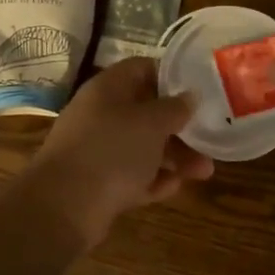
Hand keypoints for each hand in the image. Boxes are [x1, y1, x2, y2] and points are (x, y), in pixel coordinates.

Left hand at [28, 57, 213, 245]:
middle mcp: (101, 114)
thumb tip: (191, 95)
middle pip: (147, 112)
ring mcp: (98, 150)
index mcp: (109, 88)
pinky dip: (154, 180)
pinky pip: (133, 176)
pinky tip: (176, 187)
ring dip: (174, 157)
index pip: (143, 68)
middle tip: (210, 137)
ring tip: (204, 172)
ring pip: (143, 146)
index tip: (200, 88)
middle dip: (180, 126)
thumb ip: (175, 107)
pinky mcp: (99, 183)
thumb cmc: (112, 149)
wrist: (64, 206)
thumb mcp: (152, 122)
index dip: (172, 76)